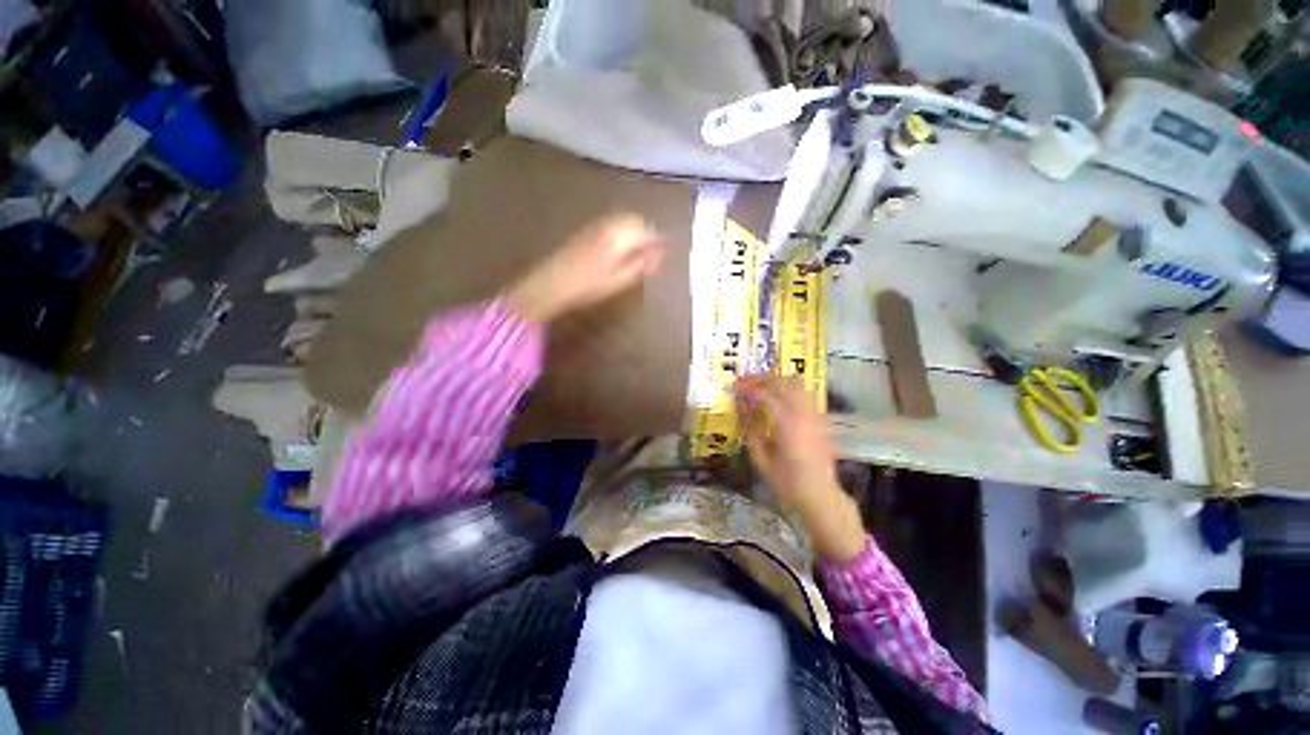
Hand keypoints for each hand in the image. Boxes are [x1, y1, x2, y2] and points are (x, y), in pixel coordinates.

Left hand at [505, 215, 664, 322]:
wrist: (551, 283)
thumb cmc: (587, 287)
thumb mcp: (619, 281)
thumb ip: (641, 265)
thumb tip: (658, 255)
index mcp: (618, 237)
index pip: (647, 230)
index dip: (659, 240)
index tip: (665, 251)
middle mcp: (608, 224)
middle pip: (636, 220)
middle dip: (647, 232)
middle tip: (653, 252)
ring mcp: (596, 225)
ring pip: (623, 219)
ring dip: (635, 230)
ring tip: (639, 250)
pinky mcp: (586, 229)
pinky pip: (612, 223)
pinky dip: (622, 230)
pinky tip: (620, 247)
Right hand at [734, 374, 866, 560]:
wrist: (820, 494)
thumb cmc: (787, 481)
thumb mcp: (762, 458)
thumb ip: (751, 429)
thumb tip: (742, 408)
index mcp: (787, 424)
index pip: (764, 394)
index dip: (747, 387)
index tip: (733, 387)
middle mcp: (803, 413)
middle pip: (783, 381)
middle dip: (762, 378)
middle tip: (745, 381)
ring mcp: (816, 414)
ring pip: (798, 383)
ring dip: (778, 380)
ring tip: (761, 386)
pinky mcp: (821, 418)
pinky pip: (805, 394)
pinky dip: (789, 389)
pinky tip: (779, 398)